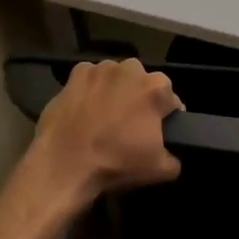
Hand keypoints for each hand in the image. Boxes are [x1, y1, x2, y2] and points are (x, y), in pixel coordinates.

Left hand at [28, 58, 183, 206]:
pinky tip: (84, 108)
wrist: (65, 164)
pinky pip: (89, 78)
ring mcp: (101, 69)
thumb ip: (174, 160)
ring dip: (115, 90)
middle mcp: (131, 69)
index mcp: (156, 88)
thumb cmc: (116, 163)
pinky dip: (90, 89)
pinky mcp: (76, 74)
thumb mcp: (158, 170)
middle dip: (140, 98)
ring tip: (104, 116)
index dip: (166, 116)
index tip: (158, 132)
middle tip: (130, 124)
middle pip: (143, 82)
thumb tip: (171, 157)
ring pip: (116, 77)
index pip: (171, 99)